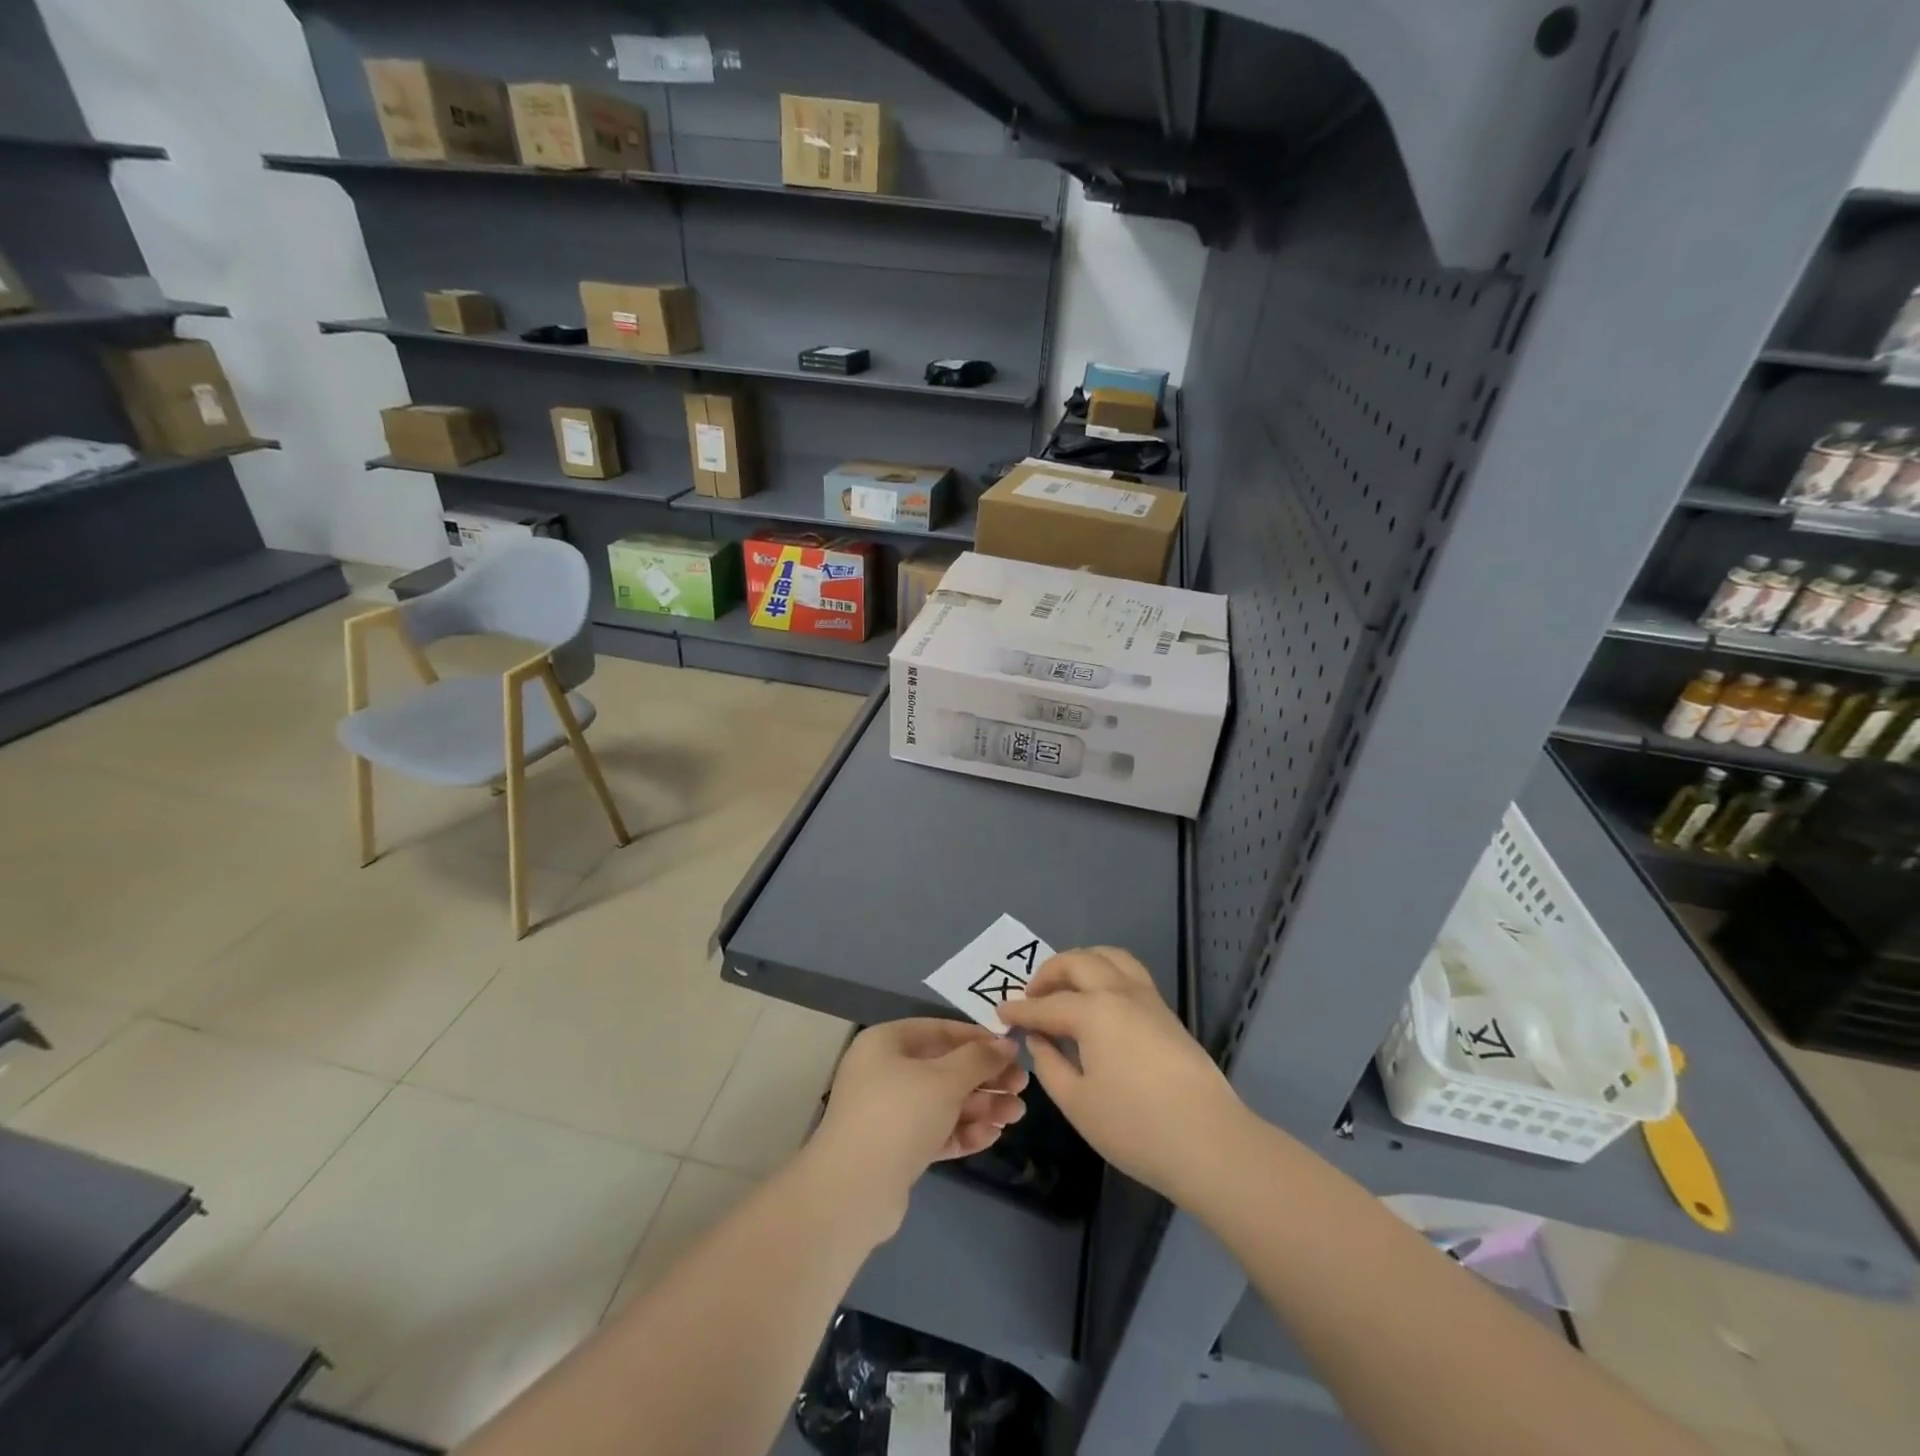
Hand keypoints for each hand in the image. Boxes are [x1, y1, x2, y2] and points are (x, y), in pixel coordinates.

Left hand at [806, 1020, 1026, 1240]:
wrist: (853, 1191)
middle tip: (1022, 1086)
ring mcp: (890, 1112)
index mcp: (887, 1043)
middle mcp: (885, 1072)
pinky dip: (963, 1131)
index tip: (1012, 1048)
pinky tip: (993, 1136)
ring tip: (1017, 1115)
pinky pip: (936, 1131)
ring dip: (981, 1106)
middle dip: (985, 1078)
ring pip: (943, 1102)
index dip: (977, 1038)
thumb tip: (1006, 1043)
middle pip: (945, 1068)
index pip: (939, 1030)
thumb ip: (979, 1059)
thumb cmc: (899, 1115)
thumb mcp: (944, 1079)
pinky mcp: (897, 1148)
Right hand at [997, 947, 1244, 1201]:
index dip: (1020, 1010)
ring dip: (1080, 962)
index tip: (1000, 1013)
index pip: (1046, 1005)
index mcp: (1093, 1011)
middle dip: (1048, 973)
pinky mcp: (1165, 1010)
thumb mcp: (1077, 1103)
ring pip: (1108, 956)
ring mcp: (1147, 997)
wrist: (1210, 1142)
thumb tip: (1039, 1039)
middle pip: (1077, 962)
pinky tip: (1097, 998)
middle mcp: (1119, 991)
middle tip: (1031, 996)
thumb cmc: (1135, 1127)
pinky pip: (1128, 971)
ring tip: (1065, 986)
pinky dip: (1105, 970)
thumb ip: (1049, 1064)